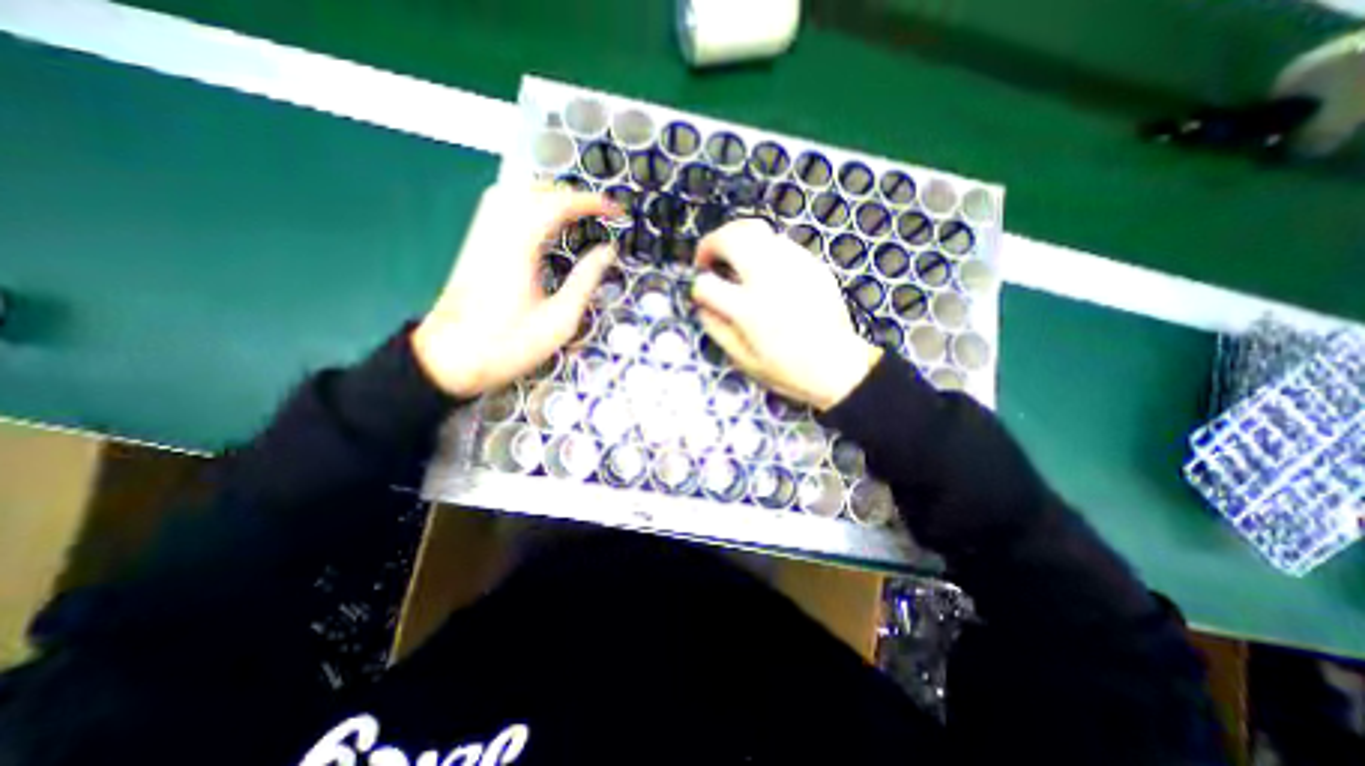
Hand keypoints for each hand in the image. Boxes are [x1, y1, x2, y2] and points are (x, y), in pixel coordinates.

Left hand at [407, 182, 617, 399]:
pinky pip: (501, 207)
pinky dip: (528, 204)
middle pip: (534, 190)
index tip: (615, 211)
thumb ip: (585, 280)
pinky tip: (543, 225)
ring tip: (575, 215)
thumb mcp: (560, 320)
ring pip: (514, 192)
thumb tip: (607, 251)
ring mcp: (481, 236)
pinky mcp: (474, 245)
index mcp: (519, 248)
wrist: (450, 360)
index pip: (558, 204)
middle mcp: (496, 232)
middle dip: (572, 196)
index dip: (591, 202)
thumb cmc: (509, 345)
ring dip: (549, 196)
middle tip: (598, 215)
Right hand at [689, 218, 880, 413]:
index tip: (701, 293)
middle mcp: (770, 279)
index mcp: (749, 309)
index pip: (707, 285)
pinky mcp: (813, 264)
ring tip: (733, 257)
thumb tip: (702, 304)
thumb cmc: (787, 370)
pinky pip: (780, 242)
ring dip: (736, 239)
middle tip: (707, 259)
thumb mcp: (744, 360)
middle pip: (730, 238)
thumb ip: (717, 329)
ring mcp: (794, 267)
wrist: (838, 367)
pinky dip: (762, 248)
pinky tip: (764, 269)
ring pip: (756, 229)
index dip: (698, 288)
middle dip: (710, 243)